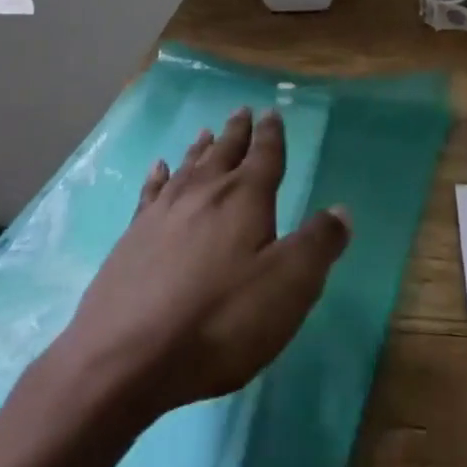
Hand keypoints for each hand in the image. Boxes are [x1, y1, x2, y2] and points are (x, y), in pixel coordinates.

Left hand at [48, 106, 350, 416]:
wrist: (125, 355)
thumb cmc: (218, 321)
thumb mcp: (287, 288)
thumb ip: (317, 246)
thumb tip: (341, 210)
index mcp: (245, 198)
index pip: (265, 156)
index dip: (271, 134)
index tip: (272, 112)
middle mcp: (206, 192)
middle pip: (225, 152)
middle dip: (237, 132)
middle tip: (243, 111)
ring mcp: (165, 211)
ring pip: (190, 166)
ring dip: (202, 147)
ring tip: (207, 131)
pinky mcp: (134, 235)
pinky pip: (152, 191)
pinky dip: (159, 175)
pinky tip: (159, 168)